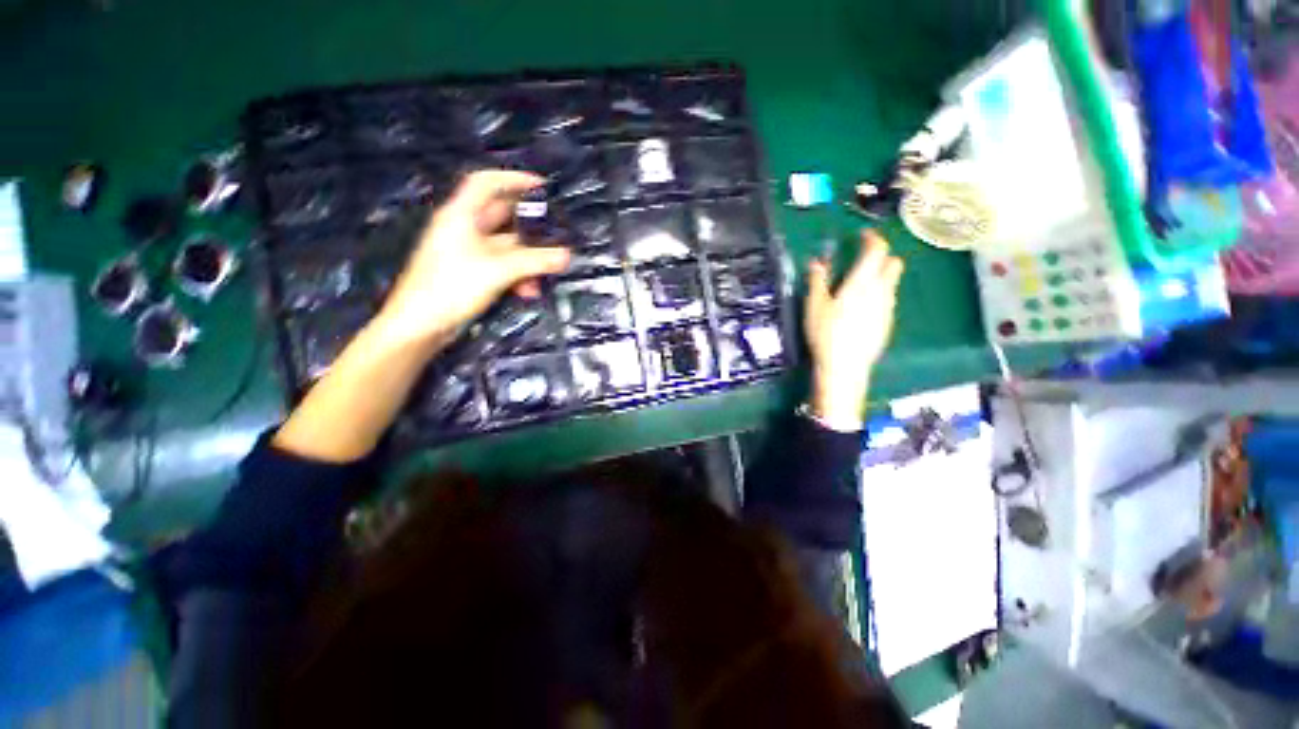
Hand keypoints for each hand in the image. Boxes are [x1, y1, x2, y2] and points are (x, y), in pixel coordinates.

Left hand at [373, 170, 570, 347]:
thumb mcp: (498, 270)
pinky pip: (501, 266)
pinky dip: (517, 275)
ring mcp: (467, 252)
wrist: (421, 324)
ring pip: (506, 246)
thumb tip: (567, 256)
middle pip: (501, 216)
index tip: (541, 186)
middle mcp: (464, 229)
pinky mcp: (471, 273)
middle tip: (556, 232)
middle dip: (529, 226)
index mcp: (461, 215)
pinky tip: (529, 291)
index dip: (513, 179)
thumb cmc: (452, 286)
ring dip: (527, 259)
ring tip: (545, 273)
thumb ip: (534, 261)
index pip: (486, 183)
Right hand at [804, 230, 904, 430]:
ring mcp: (887, 308)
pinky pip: (888, 301)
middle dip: (882, 256)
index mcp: (862, 282)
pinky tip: (862, 310)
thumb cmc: (826, 333)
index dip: (873, 238)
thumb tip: (816, 262)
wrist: (845, 366)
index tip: (863, 236)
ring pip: (892, 283)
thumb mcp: (814, 305)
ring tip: (860, 286)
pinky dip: (879, 296)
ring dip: (881, 277)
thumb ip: (817, 281)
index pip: (878, 250)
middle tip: (864, 260)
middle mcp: (881, 291)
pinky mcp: (888, 323)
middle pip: (894, 263)